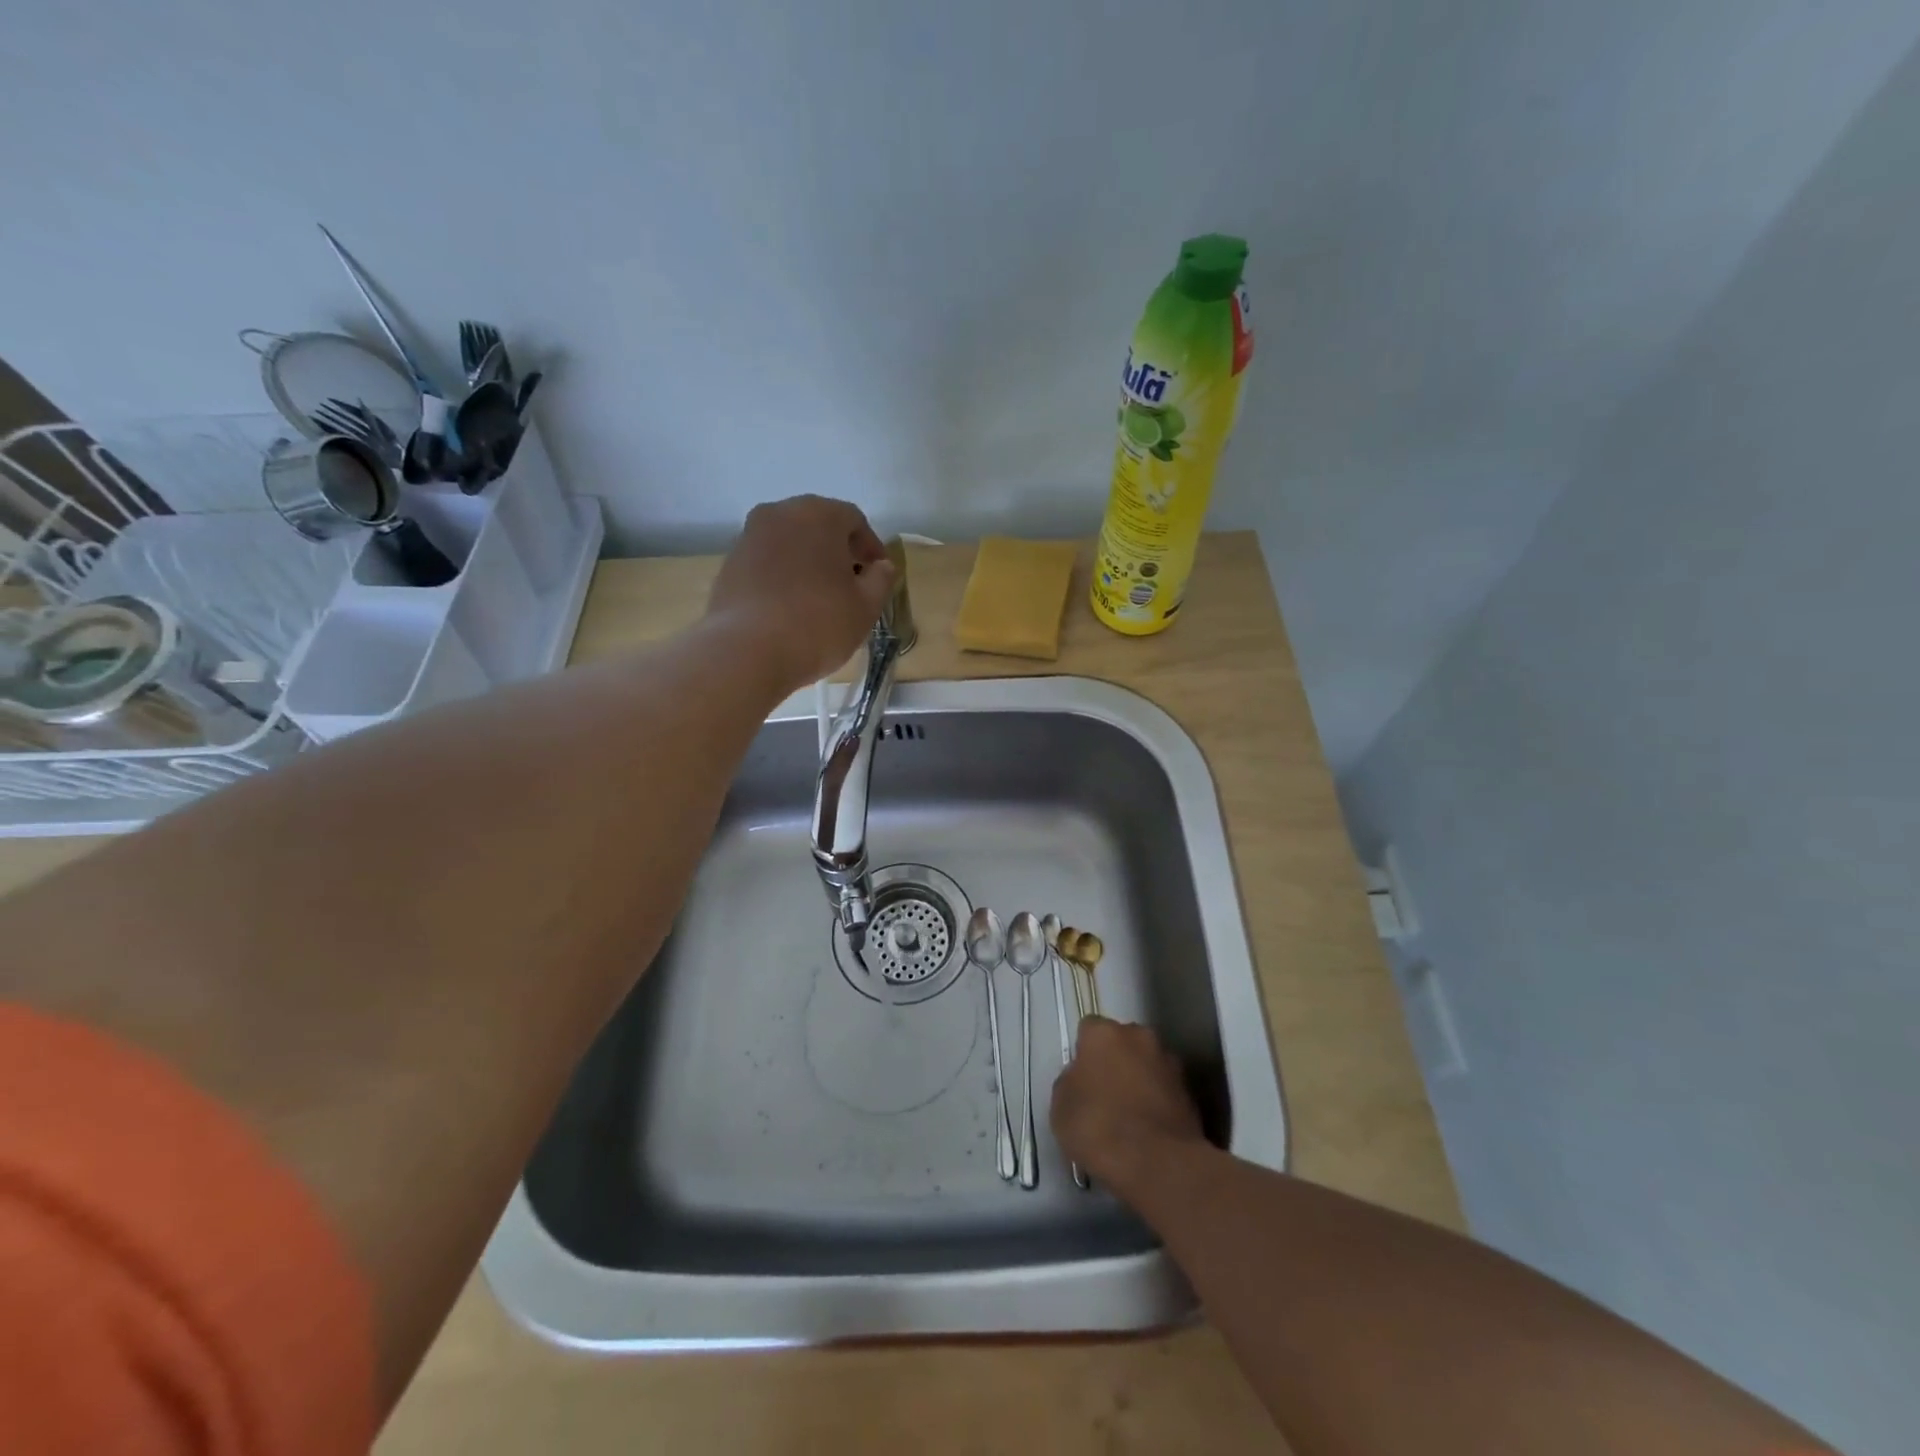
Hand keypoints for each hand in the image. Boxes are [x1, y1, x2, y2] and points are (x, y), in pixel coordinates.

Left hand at [708, 496, 896, 690]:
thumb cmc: (817, 624)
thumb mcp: (865, 607)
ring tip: (820, 600)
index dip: (871, 548)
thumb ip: (881, 579)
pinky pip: (767, 563)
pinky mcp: (729, 564)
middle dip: (838, 552)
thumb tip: (881, 566)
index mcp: (818, 514)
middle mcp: (779, 513)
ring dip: (808, 563)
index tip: (878, 576)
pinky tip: (790, 609)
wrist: (746, 652)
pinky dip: (783, 577)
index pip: (854, 520)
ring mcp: (749, 537)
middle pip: (818, 526)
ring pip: (790, 543)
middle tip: (851, 585)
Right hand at [1051, 1017, 1206, 1198]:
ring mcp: (1169, 1062)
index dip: (1083, 1051)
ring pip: (1147, 1063)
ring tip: (1129, 1116)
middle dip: (1115, 1060)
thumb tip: (1081, 1078)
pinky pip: (1165, 1089)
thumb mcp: (1061, 1107)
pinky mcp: (1191, 1092)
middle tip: (1104, 1094)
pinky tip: (1149, 1130)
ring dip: (1139, 1079)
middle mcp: (1139, 1036)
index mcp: (1104, 1033)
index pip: (1088, 1028)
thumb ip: (1069, 1081)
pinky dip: (1158, 1101)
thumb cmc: (1099, 1128)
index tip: (1080, 1077)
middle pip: (1122, 1041)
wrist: (1160, 1164)